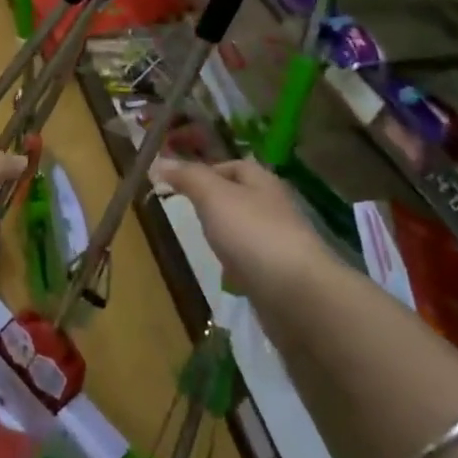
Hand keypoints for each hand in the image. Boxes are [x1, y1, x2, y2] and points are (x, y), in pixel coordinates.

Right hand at [149, 156, 327, 297]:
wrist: (297, 296)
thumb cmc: (253, 234)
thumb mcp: (213, 196)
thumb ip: (188, 177)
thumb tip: (160, 162)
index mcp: (264, 182)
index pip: (235, 165)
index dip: (208, 170)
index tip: (180, 184)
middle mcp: (276, 208)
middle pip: (242, 197)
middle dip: (216, 203)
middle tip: (188, 212)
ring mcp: (282, 244)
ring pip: (247, 230)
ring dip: (228, 234)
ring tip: (203, 242)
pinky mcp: (282, 277)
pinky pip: (254, 262)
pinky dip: (238, 264)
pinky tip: (225, 275)